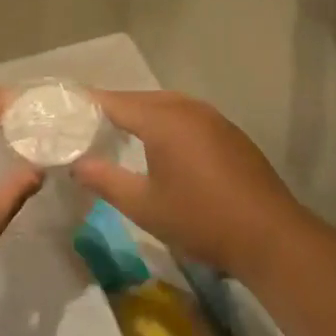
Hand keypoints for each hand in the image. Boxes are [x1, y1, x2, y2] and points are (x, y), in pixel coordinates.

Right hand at [71, 91, 304, 281]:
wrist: (270, 236)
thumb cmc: (201, 219)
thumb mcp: (144, 206)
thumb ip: (105, 180)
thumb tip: (75, 165)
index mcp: (163, 119)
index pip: (114, 101)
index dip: (88, 104)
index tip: (64, 108)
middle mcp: (187, 108)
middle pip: (140, 98)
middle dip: (113, 107)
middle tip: (86, 122)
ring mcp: (213, 118)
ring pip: (166, 105)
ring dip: (141, 113)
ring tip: (118, 130)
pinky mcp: (230, 133)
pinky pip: (187, 115)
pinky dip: (166, 121)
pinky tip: (162, 144)